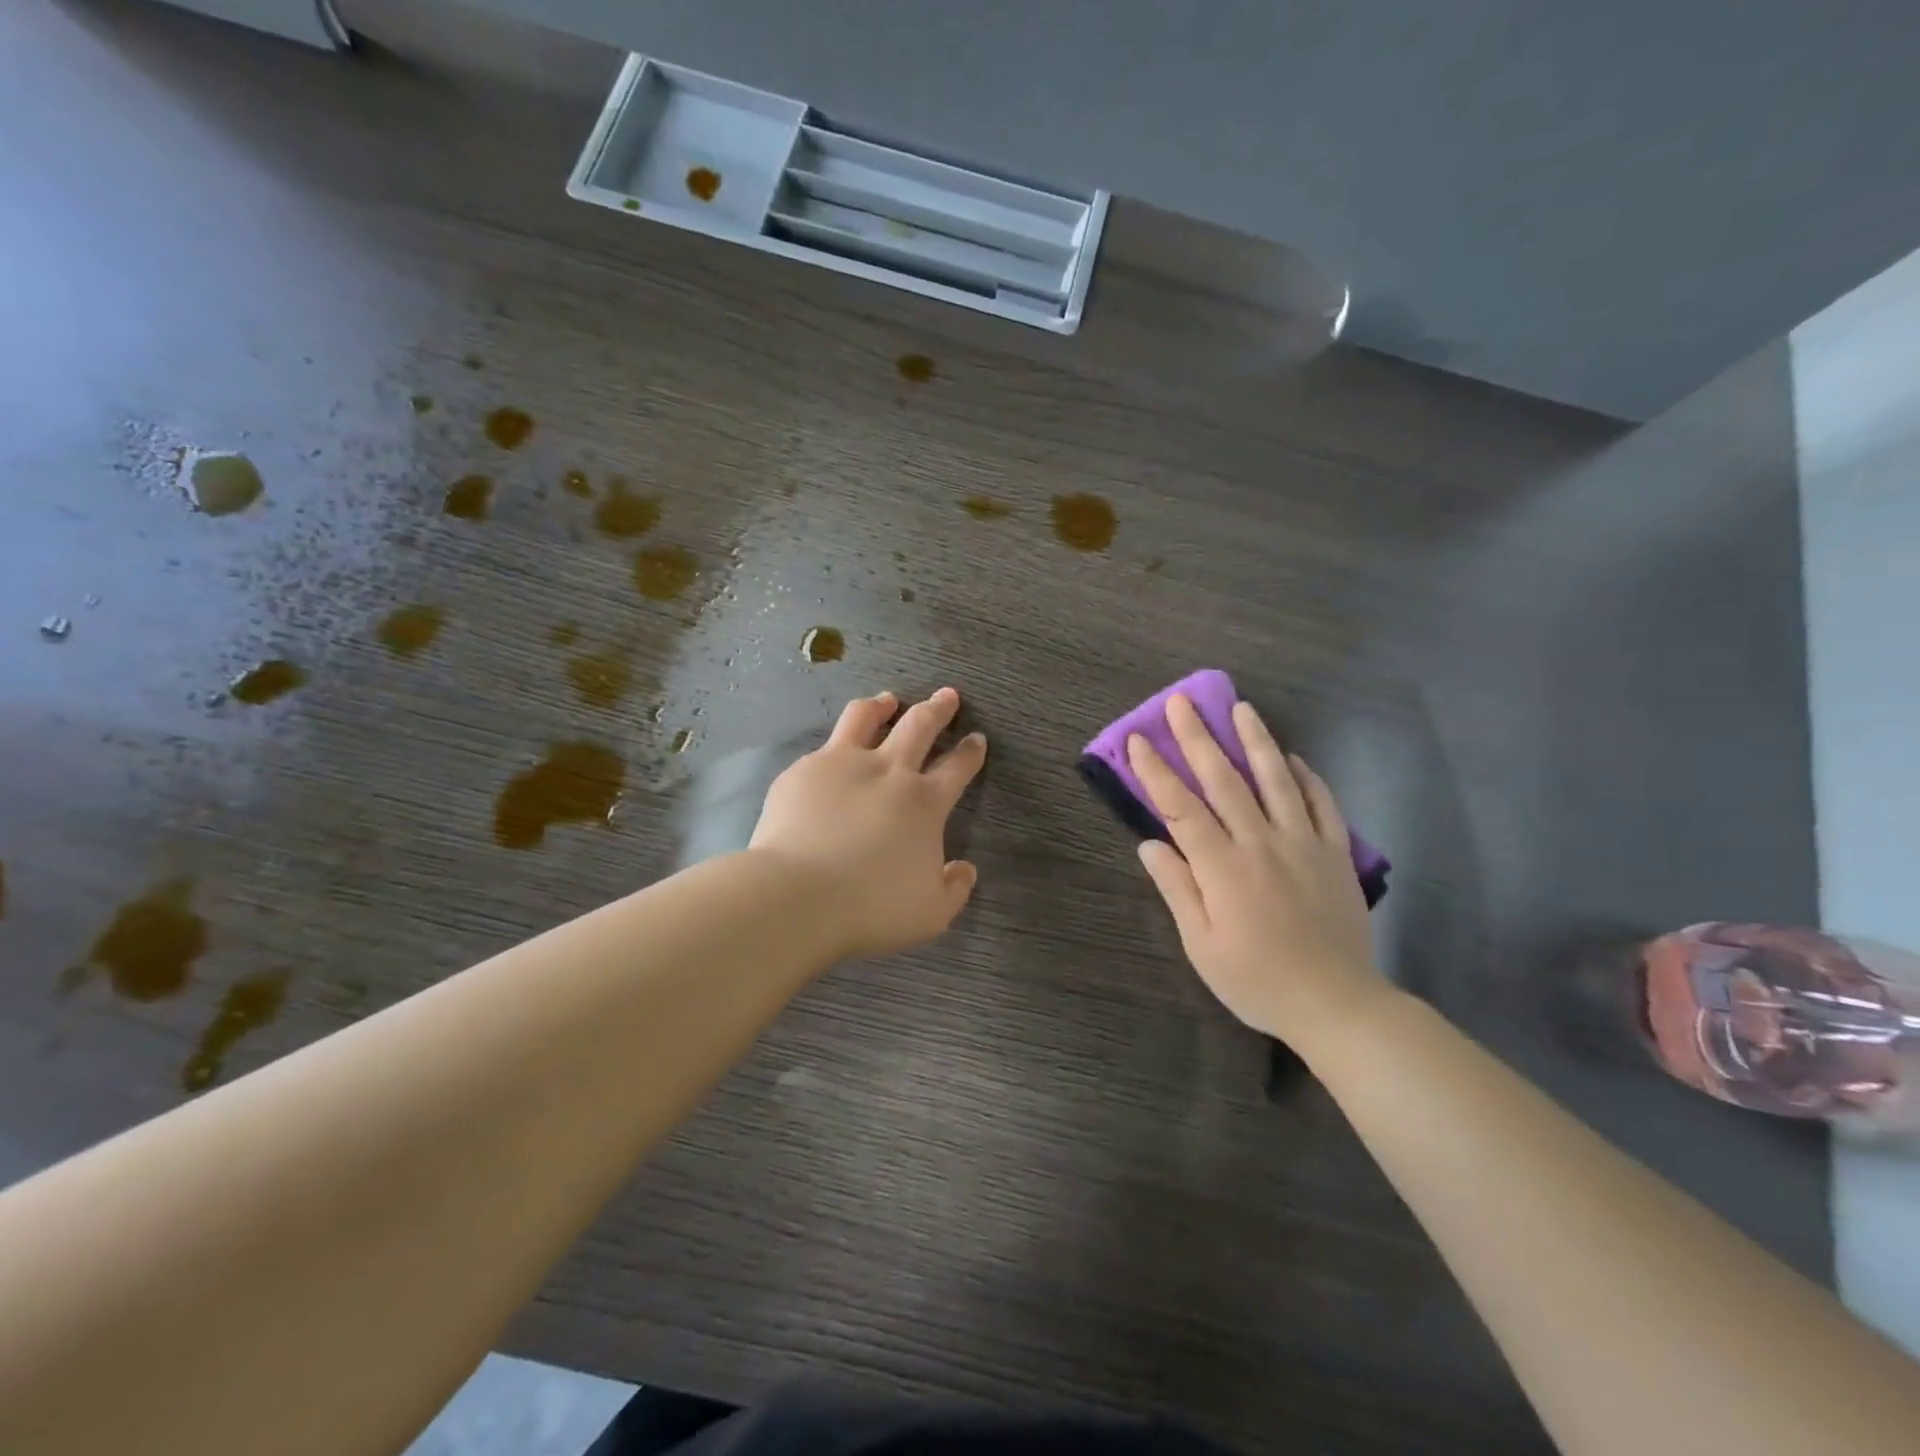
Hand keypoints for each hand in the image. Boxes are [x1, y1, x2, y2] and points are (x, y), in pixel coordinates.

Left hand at [751, 687, 986, 958]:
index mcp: (924, 803)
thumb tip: (965, 869)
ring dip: (883, 706)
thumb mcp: (931, 913)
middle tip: (947, 695)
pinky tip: (832, 755)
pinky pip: (825, 747)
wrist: (798, 896)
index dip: (970, 751)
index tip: (976, 738)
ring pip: (866, 717)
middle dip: (938, 709)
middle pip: (919, 726)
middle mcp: (888, 771)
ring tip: (888, 701)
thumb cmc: (871, 907)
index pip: (957, 767)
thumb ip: (955, 889)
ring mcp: (842, 764)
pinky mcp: (803, 771)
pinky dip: (837, 744)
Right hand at [1127, 694, 1384, 1044]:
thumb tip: (1150, 844)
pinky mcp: (1335, 852)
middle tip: (1181, 702)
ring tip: (1241, 707)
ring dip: (1255, 740)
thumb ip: (1177, 889)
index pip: (1181, 808)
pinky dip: (1305, 776)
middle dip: (1198, 738)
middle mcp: (1261, 843)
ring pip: (1275, 780)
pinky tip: (1292, 758)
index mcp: (1222, 868)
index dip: (1156, 772)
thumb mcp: (1202, 946)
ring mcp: (1303, 843)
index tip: (1139, 740)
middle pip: (1224, 780)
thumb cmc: (1257, 981)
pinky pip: (1321, 803)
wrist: (1338, 1004)